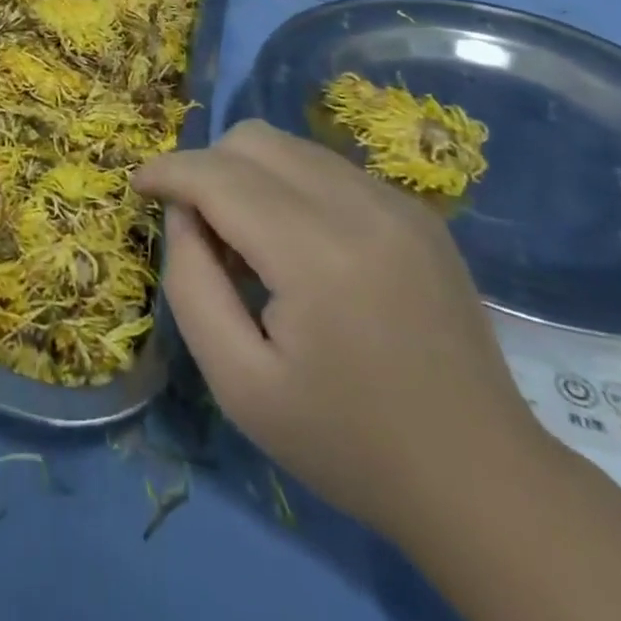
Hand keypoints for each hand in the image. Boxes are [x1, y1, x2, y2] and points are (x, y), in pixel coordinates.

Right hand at [134, 120, 549, 538]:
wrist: (482, 480)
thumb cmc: (347, 442)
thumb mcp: (239, 383)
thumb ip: (192, 284)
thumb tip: (182, 214)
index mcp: (316, 254)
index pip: (218, 175)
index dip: (168, 171)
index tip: (138, 186)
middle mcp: (360, 206)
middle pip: (253, 139)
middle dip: (207, 167)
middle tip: (198, 230)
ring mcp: (397, 203)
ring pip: (290, 146)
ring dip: (248, 175)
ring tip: (248, 242)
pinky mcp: (417, 212)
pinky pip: (327, 167)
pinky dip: (289, 185)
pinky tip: (297, 247)